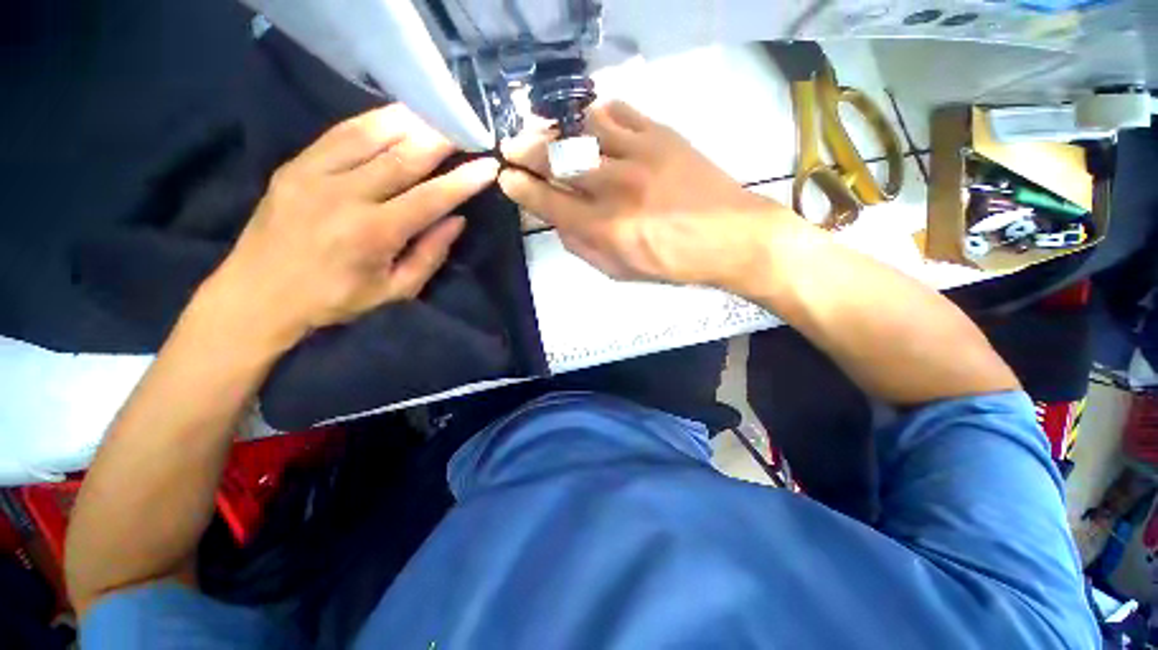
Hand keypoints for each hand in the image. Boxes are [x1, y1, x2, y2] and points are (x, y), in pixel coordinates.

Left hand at [198, 104, 499, 352]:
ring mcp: (314, 174)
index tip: (489, 166)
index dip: (463, 181)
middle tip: (466, 128)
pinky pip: (340, 134)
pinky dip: (372, 121)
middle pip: (403, 158)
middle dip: (440, 141)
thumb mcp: (394, 291)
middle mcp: (345, 196)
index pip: (430, 198)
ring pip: (371, 136)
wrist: (257, 295)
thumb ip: (429, 255)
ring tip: (436, 115)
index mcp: (374, 233)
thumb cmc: (334, 300)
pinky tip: (395, 117)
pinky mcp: (294, 165)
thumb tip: (456, 220)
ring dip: (409, 122)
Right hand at [498, 101, 796, 288]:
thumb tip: (559, 224)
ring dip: (557, 128)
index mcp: (605, 228)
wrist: (732, 237)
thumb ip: (585, 249)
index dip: (521, 189)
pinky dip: (597, 113)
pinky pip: (620, 111)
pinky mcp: (662, 135)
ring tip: (546, 131)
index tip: (506, 178)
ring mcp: (639, 155)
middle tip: (511, 147)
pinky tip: (590, 121)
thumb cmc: (674, 263)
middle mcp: (615, 187)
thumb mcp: (622, 271)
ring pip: (583, 128)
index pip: (549, 202)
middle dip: (526, 151)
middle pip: (557, 159)